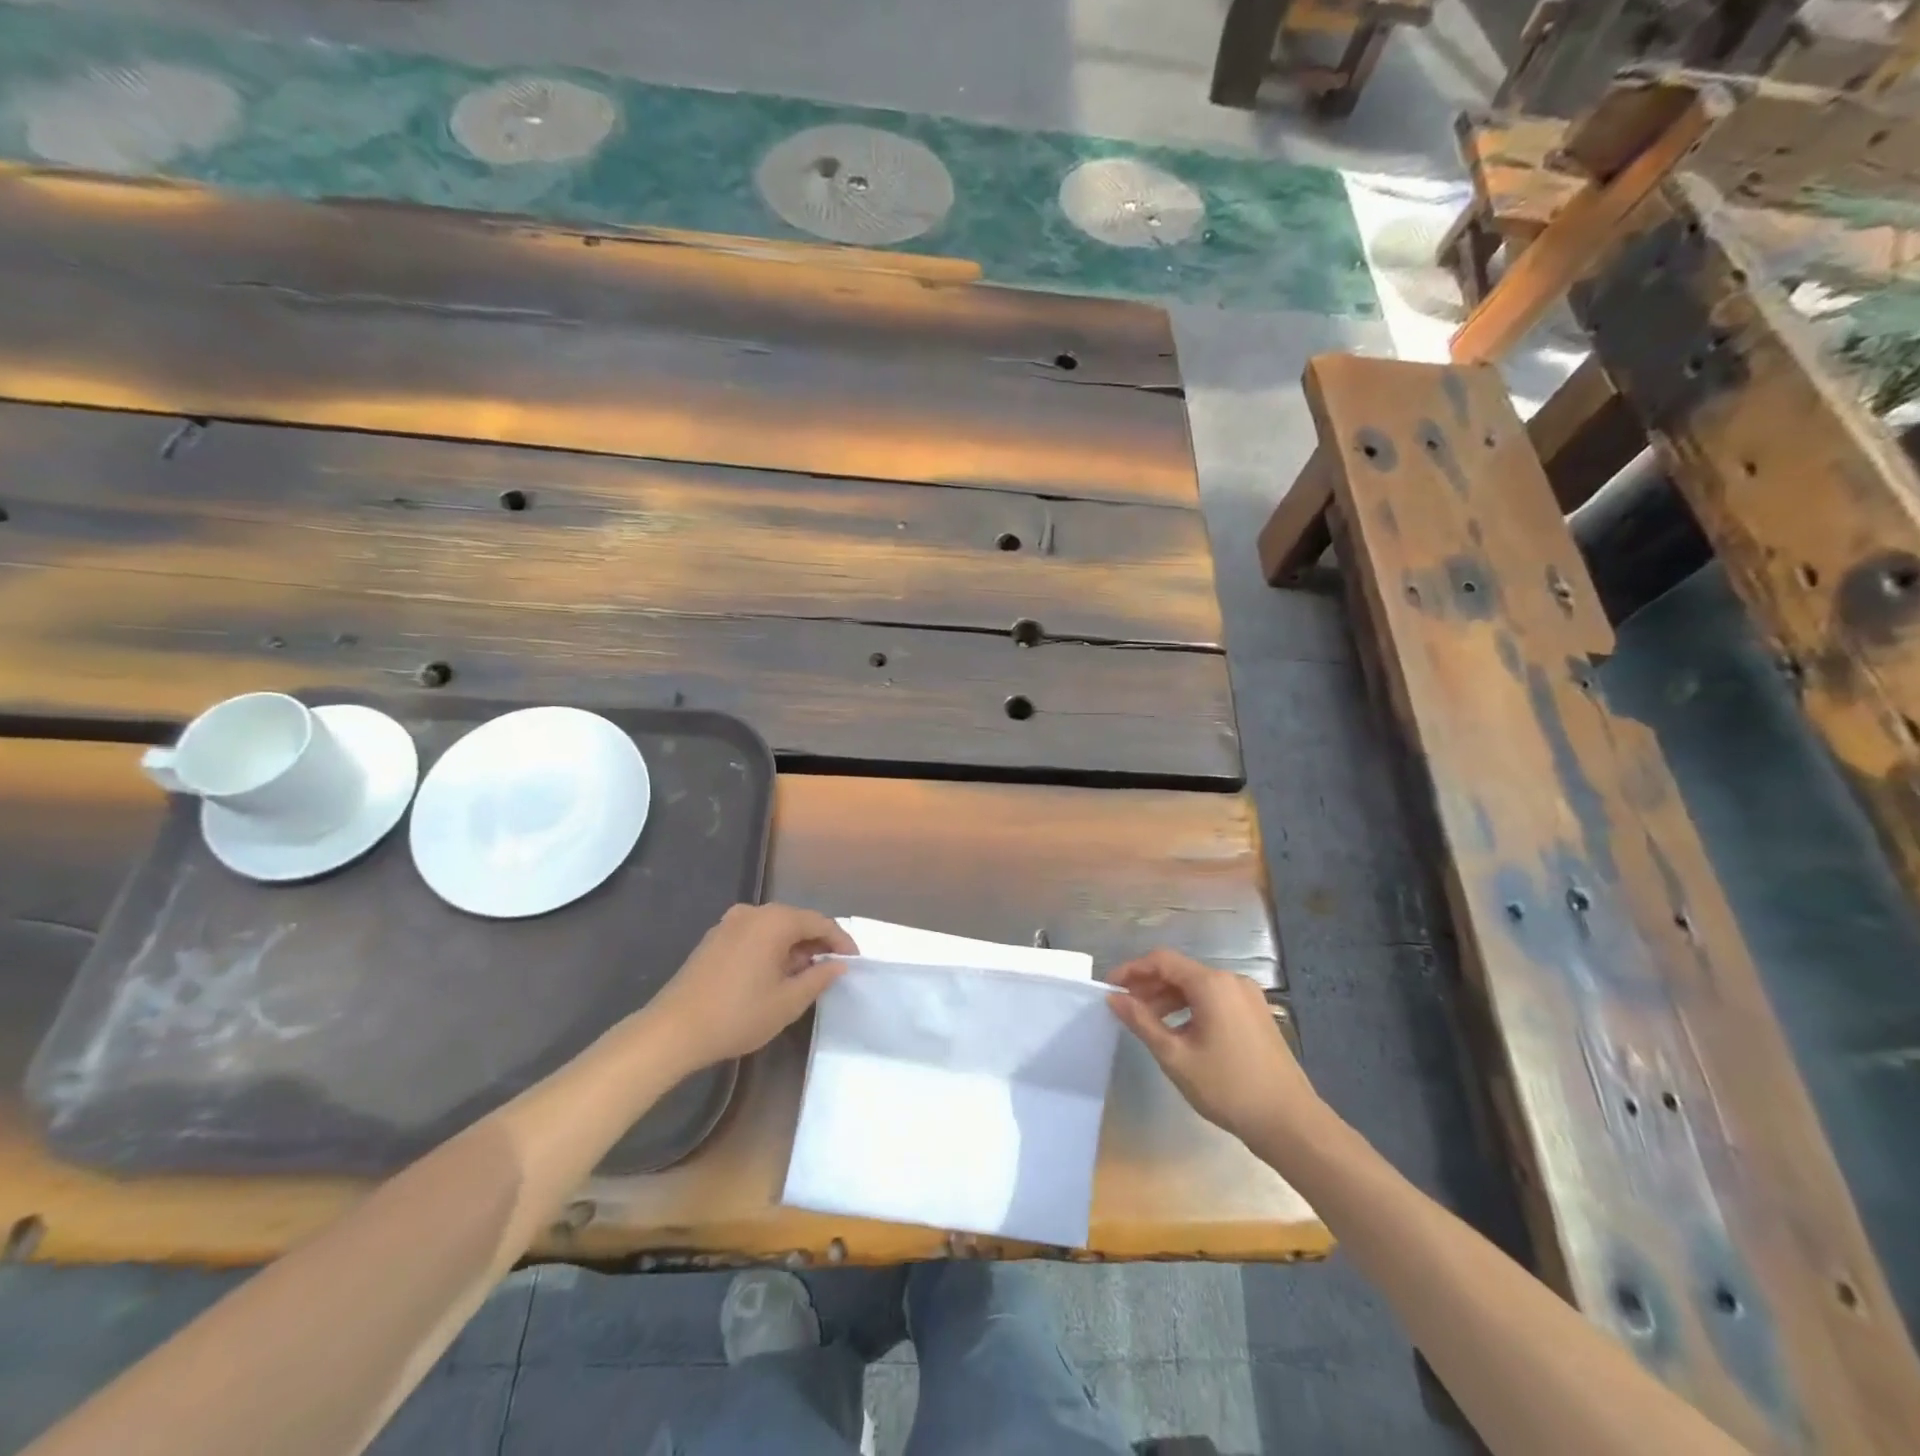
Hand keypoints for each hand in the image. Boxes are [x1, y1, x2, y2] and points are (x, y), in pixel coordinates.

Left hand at [645, 904, 855, 1071]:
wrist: (673, 1030)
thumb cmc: (738, 1015)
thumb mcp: (788, 1002)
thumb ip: (818, 978)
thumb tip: (838, 965)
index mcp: (774, 921)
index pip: (820, 922)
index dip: (841, 941)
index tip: (855, 962)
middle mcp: (753, 913)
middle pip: (796, 920)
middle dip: (817, 943)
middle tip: (832, 969)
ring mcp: (730, 923)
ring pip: (774, 928)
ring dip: (794, 947)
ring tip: (805, 975)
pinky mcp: (714, 938)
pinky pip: (754, 935)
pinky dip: (771, 949)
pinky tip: (774, 974)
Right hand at [1108, 949, 1320, 1143]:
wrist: (1290, 1123)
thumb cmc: (1227, 1087)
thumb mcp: (1175, 1056)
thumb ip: (1141, 1021)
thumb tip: (1114, 998)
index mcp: (1211, 984)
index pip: (1162, 960)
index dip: (1132, 970)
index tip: (1110, 987)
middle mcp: (1231, 981)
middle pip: (1180, 972)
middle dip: (1148, 986)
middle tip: (1124, 1007)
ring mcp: (1248, 997)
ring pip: (1197, 987)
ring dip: (1168, 999)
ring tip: (1145, 1022)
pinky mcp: (1256, 1015)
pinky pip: (1214, 1000)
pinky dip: (1190, 1008)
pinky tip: (1177, 1032)